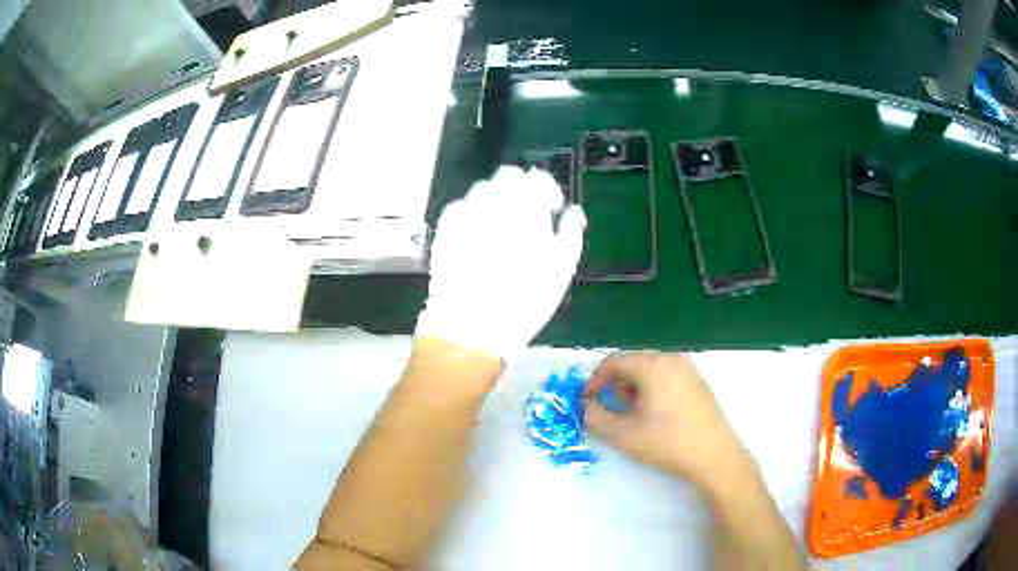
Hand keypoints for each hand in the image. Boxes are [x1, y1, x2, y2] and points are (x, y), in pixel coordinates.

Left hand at [416, 166, 585, 361]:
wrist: (473, 325)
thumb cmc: (526, 299)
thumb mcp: (562, 268)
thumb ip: (570, 231)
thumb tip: (572, 213)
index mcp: (527, 207)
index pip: (538, 179)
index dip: (548, 190)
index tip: (551, 208)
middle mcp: (495, 201)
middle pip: (508, 177)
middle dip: (520, 190)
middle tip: (527, 215)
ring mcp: (466, 213)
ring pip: (482, 190)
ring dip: (496, 201)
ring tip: (501, 228)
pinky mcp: (445, 229)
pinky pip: (460, 209)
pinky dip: (471, 215)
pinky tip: (477, 237)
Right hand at [583, 352, 746, 487]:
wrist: (716, 457)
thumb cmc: (668, 443)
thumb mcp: (624, 435)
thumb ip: (596, 419)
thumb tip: (587, 407)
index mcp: (653, 365)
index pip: (614, 361)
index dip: (595, 380)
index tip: (587, 400)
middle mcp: (673, 359)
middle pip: (634, 363)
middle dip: (616, 385)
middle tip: (609, 409)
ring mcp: (690, 370)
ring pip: (652, 370)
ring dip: (634, 388)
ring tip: (632, 414)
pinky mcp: (700, 383)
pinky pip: (668, 377)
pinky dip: (653, 389)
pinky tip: (656, 415)